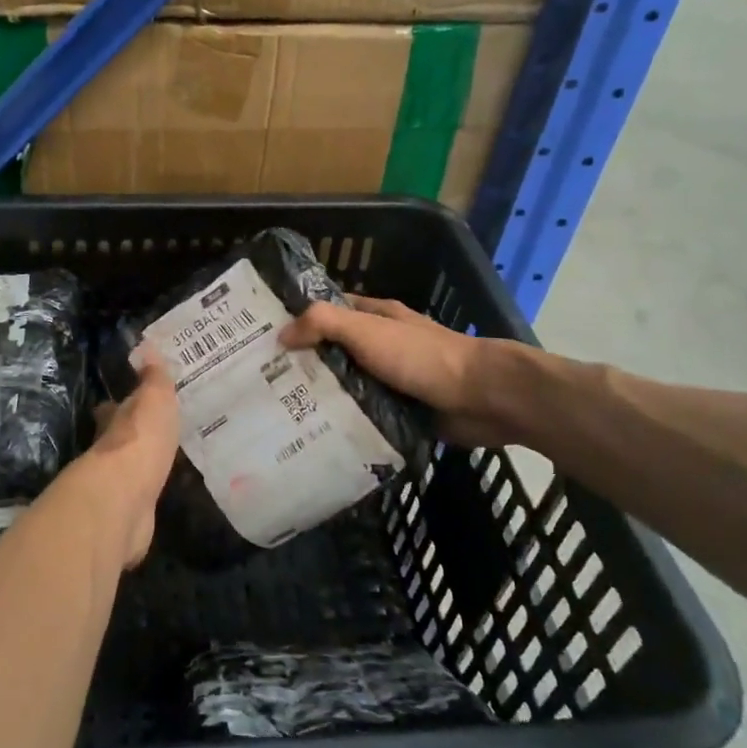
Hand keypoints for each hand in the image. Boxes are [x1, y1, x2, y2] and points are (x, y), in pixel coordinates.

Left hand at [64, 351, 179, 568]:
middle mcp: (110, 450)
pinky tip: (161, 491)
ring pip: (130, 468)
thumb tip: (146, 344)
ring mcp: (118, 484)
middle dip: (130, 434)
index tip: (131, 400)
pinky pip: (141, 496)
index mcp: (115, 420)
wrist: (125, 497)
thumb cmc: (140, 439)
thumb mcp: (154, 399)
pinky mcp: (129, 513)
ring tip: (163, 459)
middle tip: (153, 430)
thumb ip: (154, 377)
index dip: (121, 404)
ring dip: (141, 463)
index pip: (114, 408)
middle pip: (119, 438)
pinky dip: (148, 492)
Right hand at [280, 297, 527, 449]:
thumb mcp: (366, 330)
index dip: (299, 320)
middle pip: (335, 351)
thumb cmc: (421, 356)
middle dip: (305, 364)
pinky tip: (318, 435)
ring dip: (324, 397)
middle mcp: (381, 344)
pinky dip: (347, 422)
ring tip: (281, 414)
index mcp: (376, 316)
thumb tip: (281, 334)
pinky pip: (366, 415)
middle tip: (264, 383)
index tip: (265, 338)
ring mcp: (393, 379)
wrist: (482, 397)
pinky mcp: (402, 411)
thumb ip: (323, 324)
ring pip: (349, 385)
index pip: (329, 312)